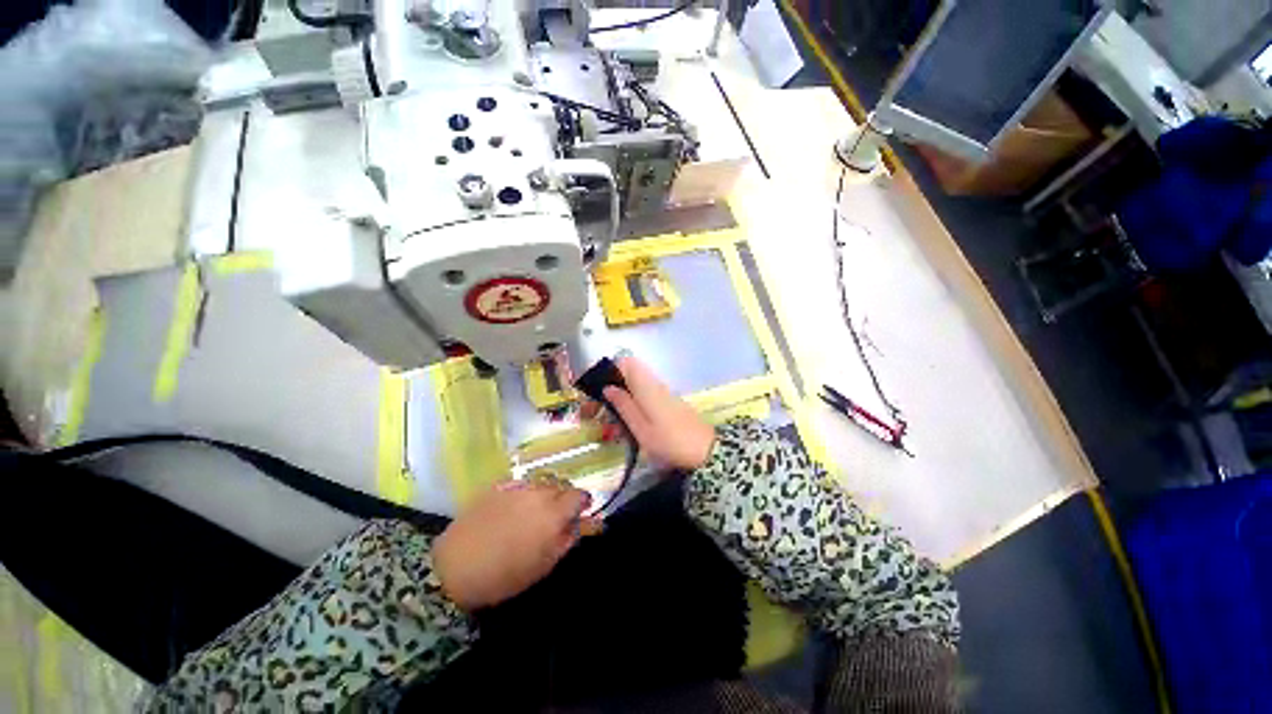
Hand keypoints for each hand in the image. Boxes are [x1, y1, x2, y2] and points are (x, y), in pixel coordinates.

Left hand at [434, 479, 595, 611]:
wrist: (453, 568)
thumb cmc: (504, 575)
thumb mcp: (543, 565)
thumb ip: (567, 539)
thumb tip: (584, 524)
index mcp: (554, 513)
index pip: (579, 494)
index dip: (583, 503)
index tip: (580, 513)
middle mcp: (539, 493)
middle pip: (561, 486)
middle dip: (562, 499)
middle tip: (553, 519)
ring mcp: (517, 487)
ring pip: (541, 484)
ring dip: (543, 495)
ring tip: (531, 514)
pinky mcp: (498, 486)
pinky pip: (520, 484)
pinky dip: (524, 494)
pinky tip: (511, 510)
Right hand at [589, 356, 715, 470]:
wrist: (705, 450)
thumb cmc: (670, 441)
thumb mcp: (641, 428)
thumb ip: (624, 406)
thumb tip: (607, 387)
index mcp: (646, 386)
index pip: (626, 362)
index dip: (608, 370)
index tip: (595, 388)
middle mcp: (654, 383)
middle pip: (628, 371)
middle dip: (610, 384)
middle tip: (598, 406)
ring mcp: (663, 392)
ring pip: (635, 383)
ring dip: (620, 393)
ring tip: (609, 416)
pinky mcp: (668, 401)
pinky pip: (644, 392)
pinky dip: (631, 400)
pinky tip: (627, 419)